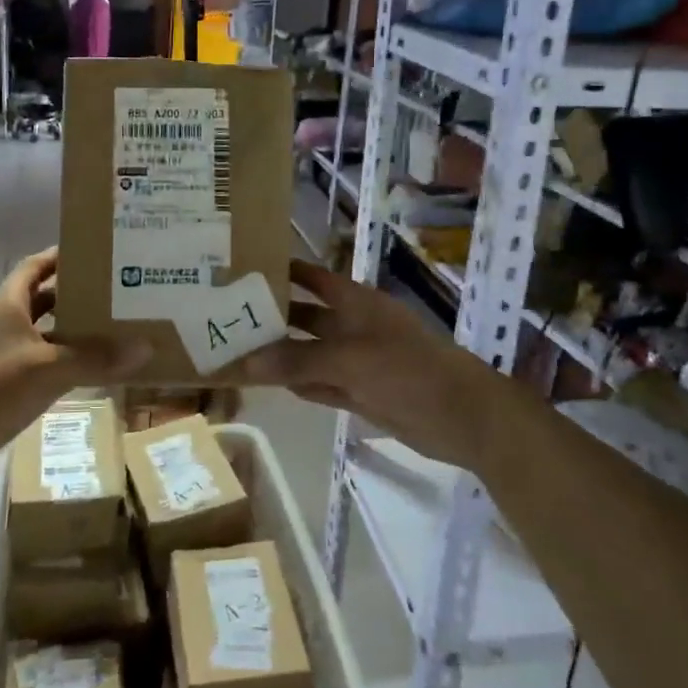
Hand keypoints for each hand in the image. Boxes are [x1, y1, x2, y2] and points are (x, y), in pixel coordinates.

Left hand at [0, 248, 146, 492]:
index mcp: (8, 305)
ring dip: (75, 331)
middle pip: (45, 299)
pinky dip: (67, 364)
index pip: (37, 266)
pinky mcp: (3, 389)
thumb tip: (147, 346)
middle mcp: (4, 325)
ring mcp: (2, 358)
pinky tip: (93, 371)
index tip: (99, 250)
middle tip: (121, 291)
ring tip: (118, 327)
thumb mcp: (46, 369)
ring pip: (46, 335)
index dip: (63, 255)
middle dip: (79, 293)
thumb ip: (95, 358)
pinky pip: (43, 366)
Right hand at [244, 259, 526, 476]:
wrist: (464, 417)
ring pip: (309, 353)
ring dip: (279, 354)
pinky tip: (267, 383)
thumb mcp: (350, 361)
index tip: (241, 269)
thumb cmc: (409, 371)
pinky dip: (297, 383)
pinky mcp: (360, 393)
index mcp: (355, 302)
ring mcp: (356, 361)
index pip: (311, 277)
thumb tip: (243, 362)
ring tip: (233, 350)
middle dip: (272, 316)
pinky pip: (319, 383)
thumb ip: (297, 361)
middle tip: (224, 316)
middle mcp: (352, 326)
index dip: (282, 271)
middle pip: (305, 316)